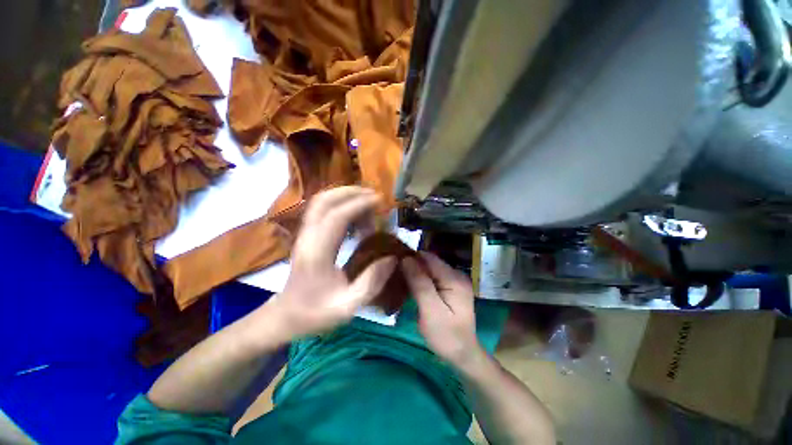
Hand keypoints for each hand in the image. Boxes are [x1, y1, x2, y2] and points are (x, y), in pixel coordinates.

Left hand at [266, 187, 396, 337]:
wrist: (285, 316)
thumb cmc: (315, 313)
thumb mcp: (348, 307)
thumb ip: (372, 283)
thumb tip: (392, 258)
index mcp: (317, 253)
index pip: (337, 217)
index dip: (359, 204)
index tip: (380, 201)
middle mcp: (308, 237)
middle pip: (324, 201)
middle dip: (351, 192)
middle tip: (374, 196)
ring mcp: (304, 234)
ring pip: (320, 202)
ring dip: (345, 196)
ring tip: (368, 204)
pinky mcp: (306, 235)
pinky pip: (322, 210)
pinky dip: (340, 205)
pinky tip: (355, 216)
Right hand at [402, 253, 484, 368]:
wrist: (463, 355)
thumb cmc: (446, 336)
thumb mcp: (430, 311)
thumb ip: (419, 284)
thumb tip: (406, 259)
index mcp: (454, 278)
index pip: (429, 258)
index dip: (411, 257)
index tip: (394, 263)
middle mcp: (456, 274)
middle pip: (430, 262)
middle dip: (413, 264)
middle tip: (395, 273)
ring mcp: (455, 280)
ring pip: (430, 268)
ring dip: (416, 272)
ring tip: (400, 278)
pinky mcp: (451, 287)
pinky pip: (433, 276)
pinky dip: (421, 278)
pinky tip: (412, 286)